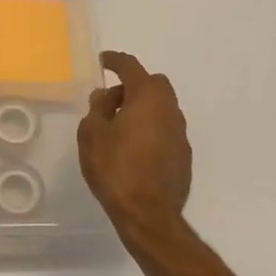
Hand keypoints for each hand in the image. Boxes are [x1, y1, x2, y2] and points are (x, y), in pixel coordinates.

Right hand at [77, 51, 191, 240]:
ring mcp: (180, 133)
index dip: (114, 61)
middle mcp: (169, 109)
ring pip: (161, 107)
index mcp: (146, 97)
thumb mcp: (92, 134)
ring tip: (118, 127)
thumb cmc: (115, 168)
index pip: (131, 67)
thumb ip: (97, 108)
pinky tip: (134, 149)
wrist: (148, 215)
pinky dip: (150, 129)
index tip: (103, 61)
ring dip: (142, 109)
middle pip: (153, 84)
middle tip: (110, 101)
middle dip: (132, 85)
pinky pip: (165, 130)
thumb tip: (104, 96)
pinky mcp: (183, 155)